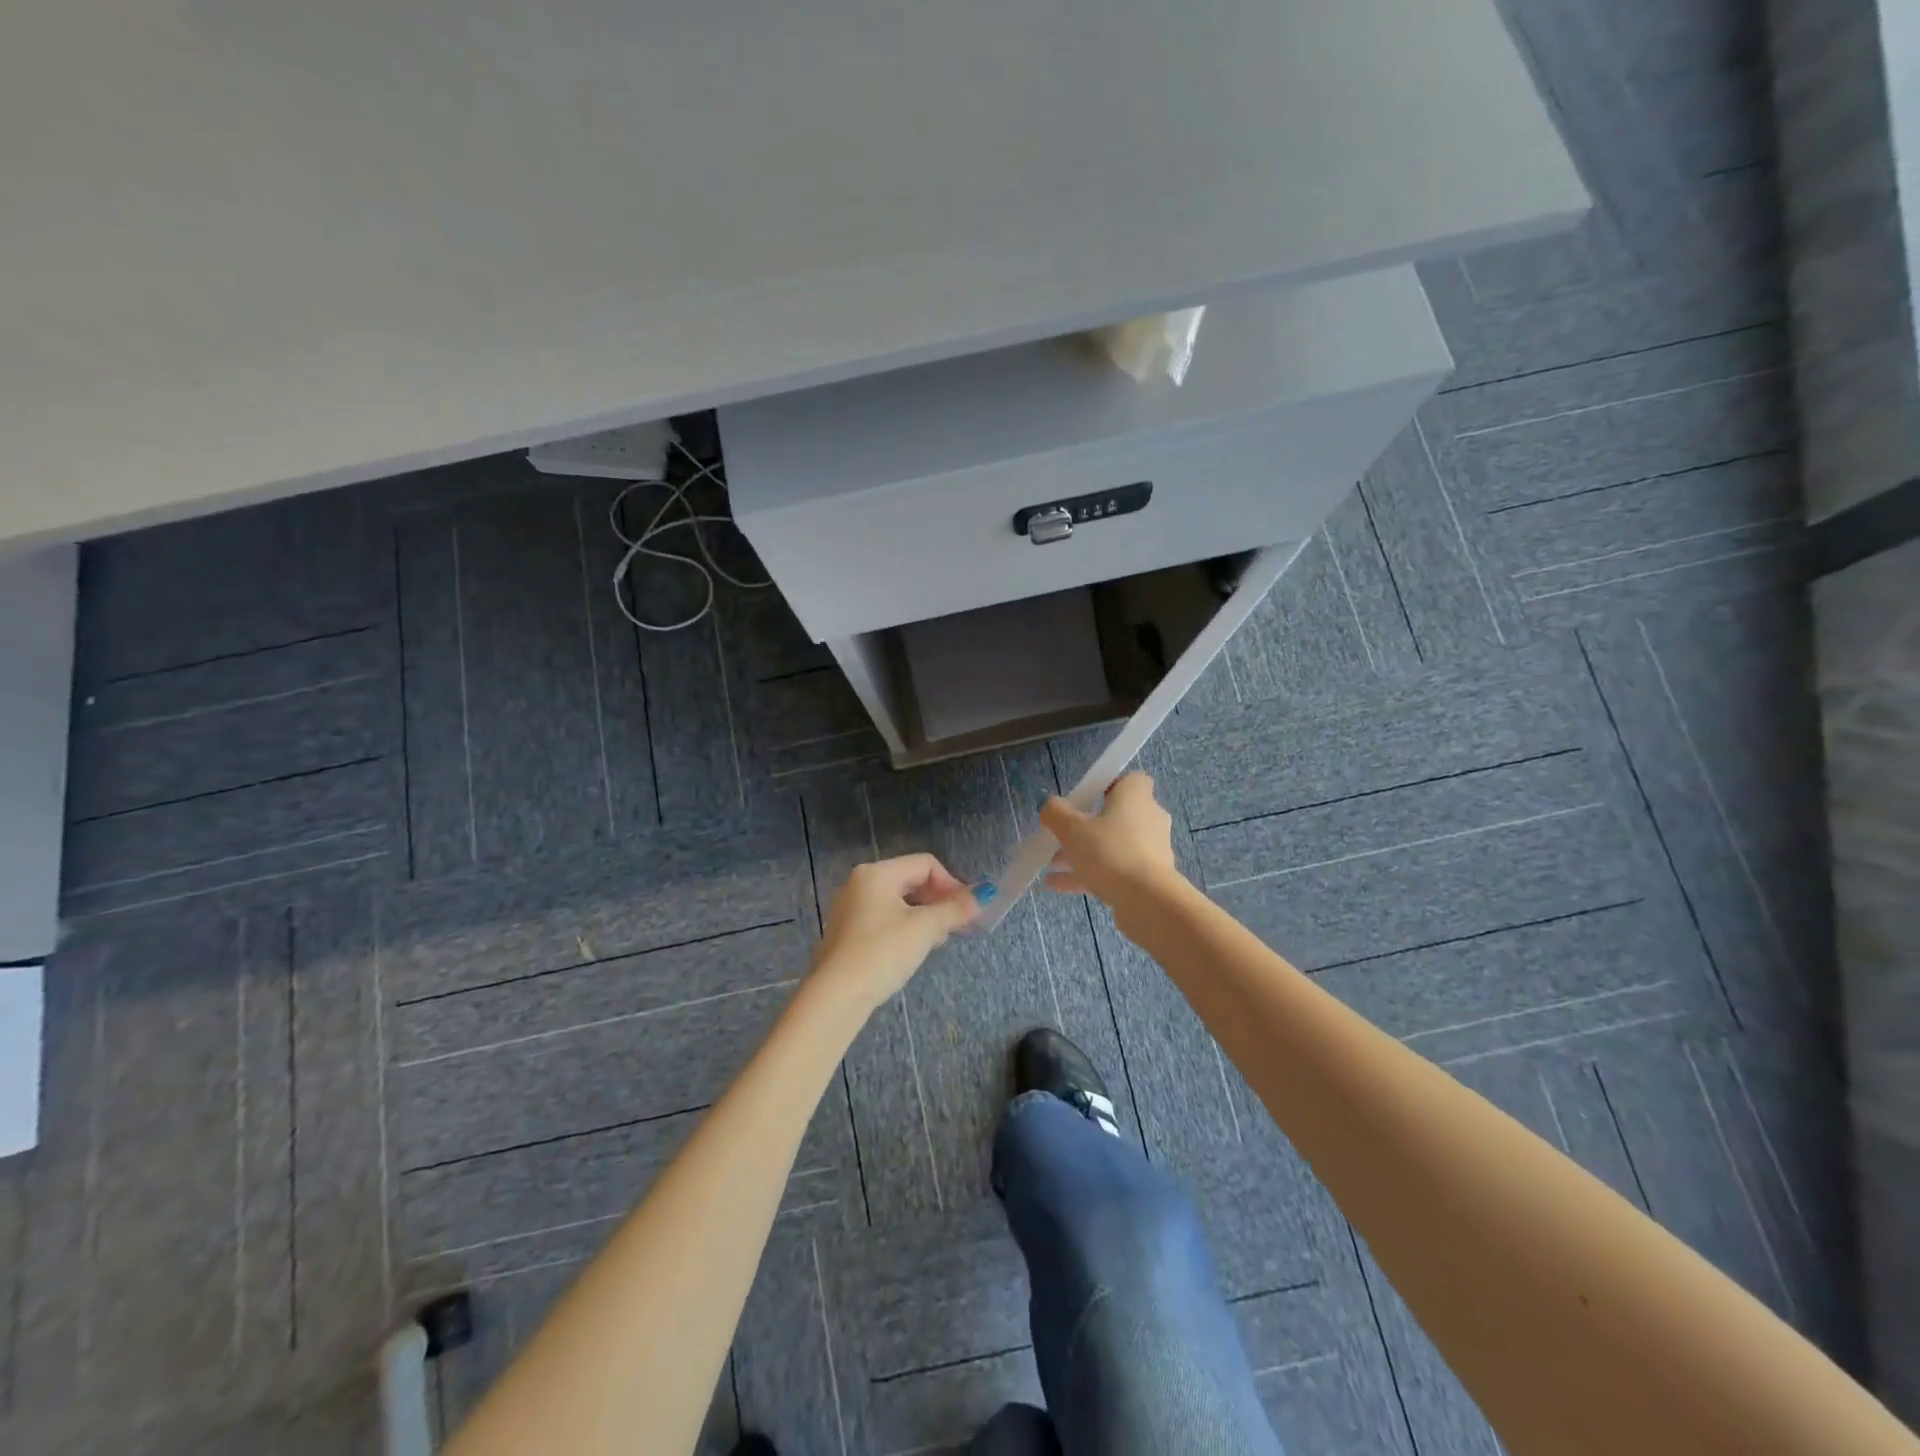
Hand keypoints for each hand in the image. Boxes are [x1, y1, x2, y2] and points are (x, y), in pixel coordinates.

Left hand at [810, 854, 980, 1011]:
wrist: (836, 995)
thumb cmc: (882, 952)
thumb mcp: (924, 928)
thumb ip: (955, 909)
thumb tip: (985, 895)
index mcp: (877, 873)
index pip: (925, 864)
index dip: (951, 883)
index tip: (966, 910)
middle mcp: (861, 883)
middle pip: (911, 879)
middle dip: (939, 900)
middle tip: (958, 925)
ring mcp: (851, 908)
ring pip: (899, 901)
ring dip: (925, 915)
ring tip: (940, 939)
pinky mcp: (848, 932)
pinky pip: (885, 918)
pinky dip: (906, 926)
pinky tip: (915, 949)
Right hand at [1039, 772, 1181, 906]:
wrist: (1146, 900)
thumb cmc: (1109, 852)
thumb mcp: (1072, 829)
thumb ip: (1056, 813)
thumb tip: (1049, 805)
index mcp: (1135, 797)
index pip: (1130, 780)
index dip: (1107, 786)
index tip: (1084, 799)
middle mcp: (1148, 818)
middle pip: (1115, 816)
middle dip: (1085, 827)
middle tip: (1061, 836)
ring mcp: (1150, 850)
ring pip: (1112, 846)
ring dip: (1082, 853)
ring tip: (1052, 865)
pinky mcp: (1148, 877)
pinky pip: (1114, 869)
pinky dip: (1089, 874)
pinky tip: (1056, 886)